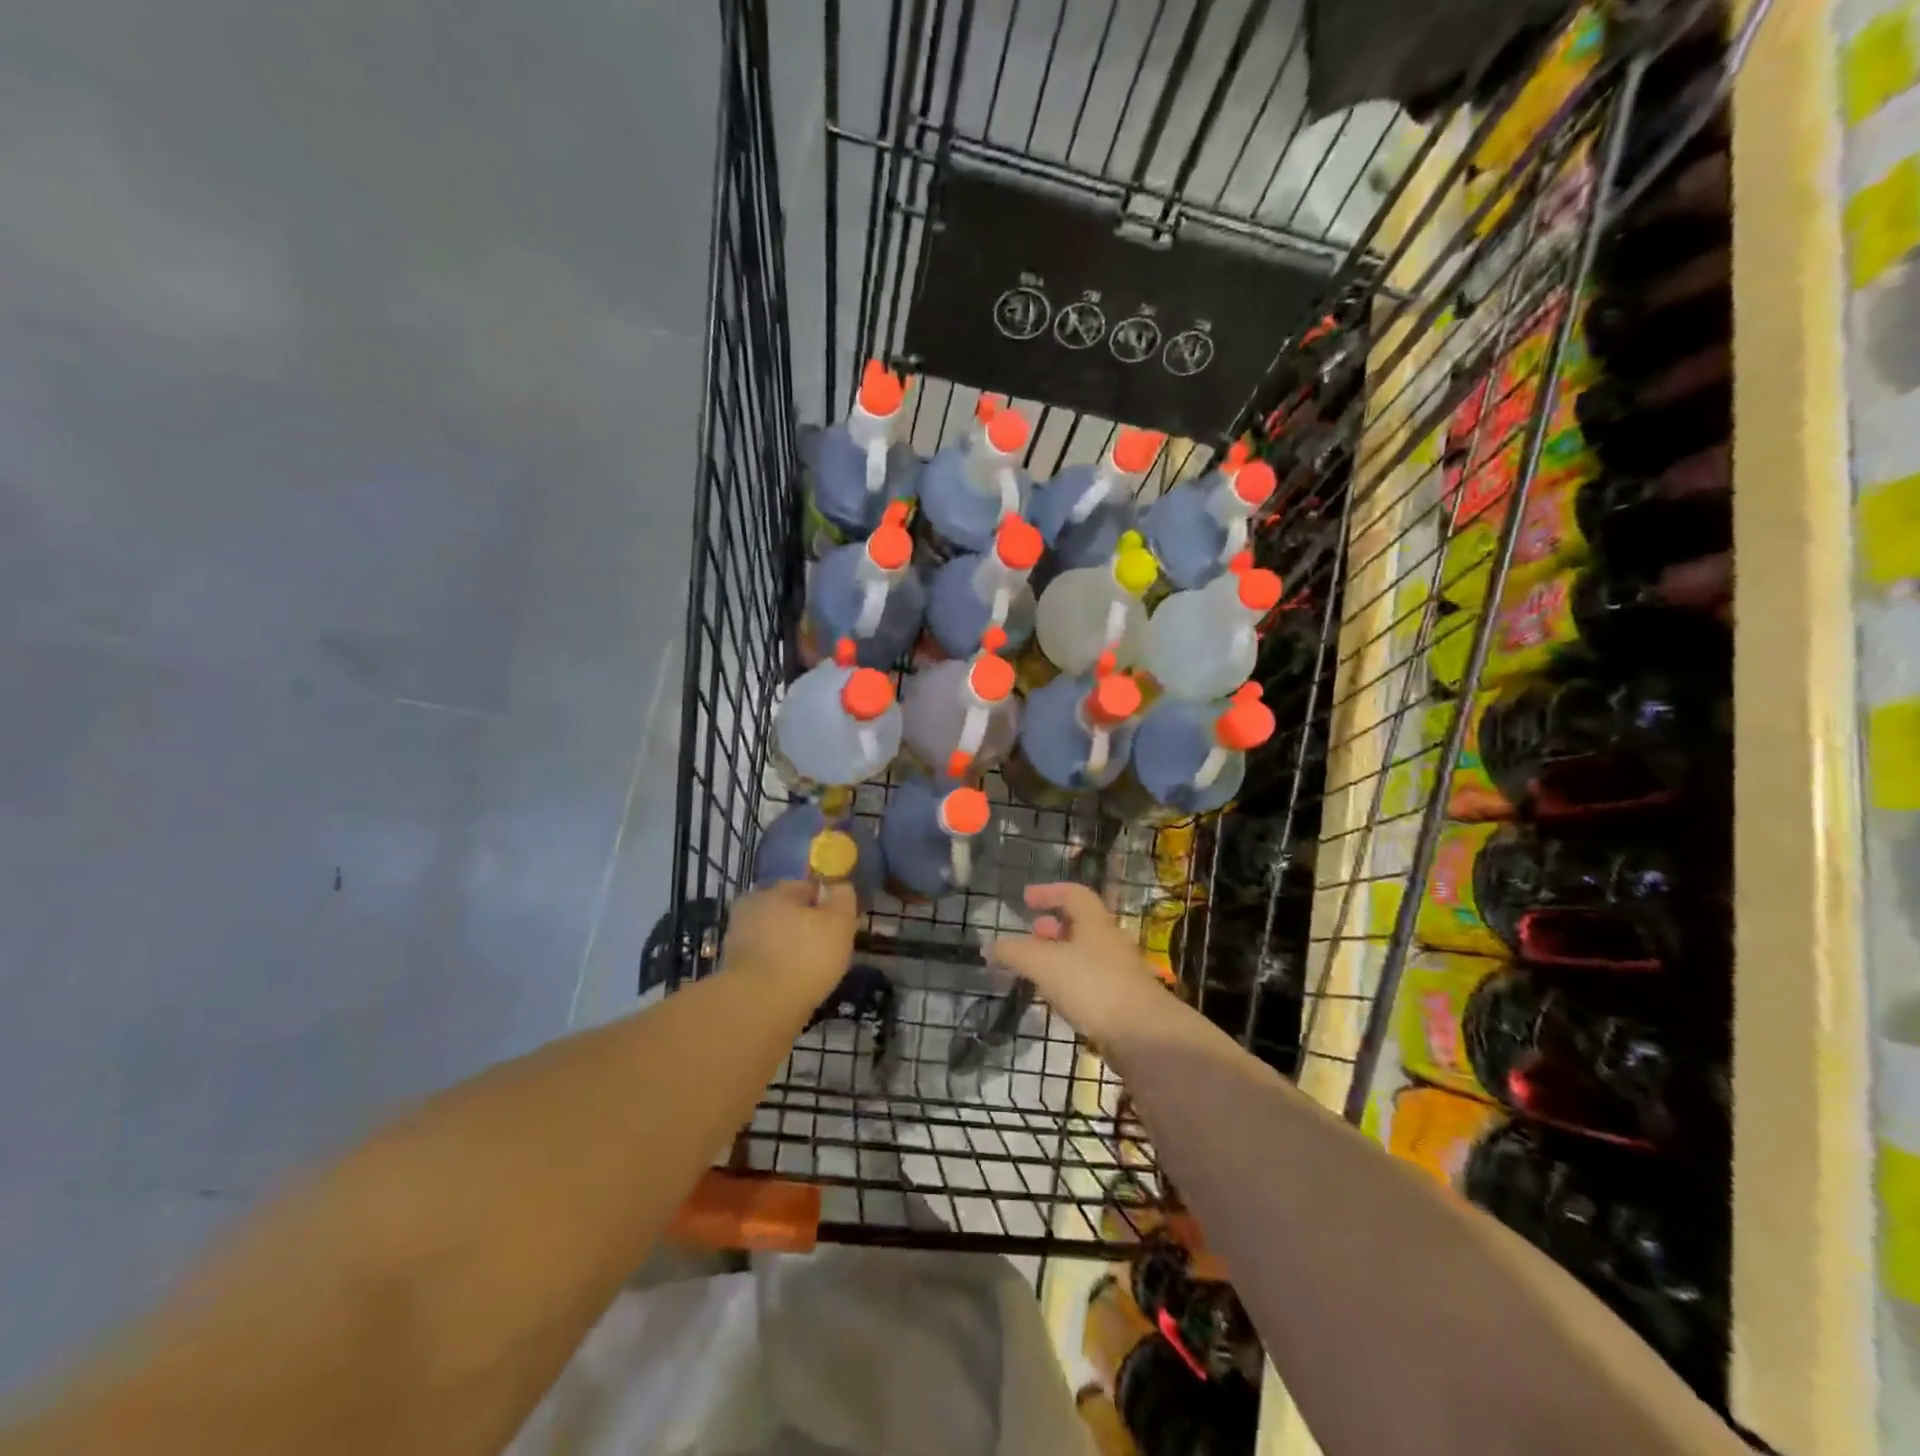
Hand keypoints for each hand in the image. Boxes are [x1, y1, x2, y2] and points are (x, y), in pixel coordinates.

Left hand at [721, 881, 857, 998]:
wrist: (757, 1009)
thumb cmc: (804, 958)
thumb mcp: (839, 923)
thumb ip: (843, 899)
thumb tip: (840, 887)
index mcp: (776, 891)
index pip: (808, 887)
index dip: (828, 904)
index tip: (841, 925)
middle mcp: (752, 908)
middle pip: (788, 911)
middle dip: (806, 925)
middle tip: (828, 948)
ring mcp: (739, 939)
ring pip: (775, 937)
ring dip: (791, 948)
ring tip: (812, 970)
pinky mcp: (733, 969)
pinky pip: (766, 961)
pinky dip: (779, 969)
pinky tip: (793, 984)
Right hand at [984, 883, 1173, 1048]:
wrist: (1144, 1035)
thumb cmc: (1093, 986)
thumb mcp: (1044, 963)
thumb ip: (1014, 953)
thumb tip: (990, 947)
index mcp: (1095, 922)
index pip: (1073, 894)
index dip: (1049, 892)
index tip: (1026, 899)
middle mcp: (1110, 942)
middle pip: (1080, 925)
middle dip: (1052, 928)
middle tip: (1030, 935)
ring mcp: (1119, 974)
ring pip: (1084, 956)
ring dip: (1059, 958)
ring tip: (1035, 970)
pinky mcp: (1121, 1003)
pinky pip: (1089, 984)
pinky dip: (1069, 984)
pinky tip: (1054, 1000)